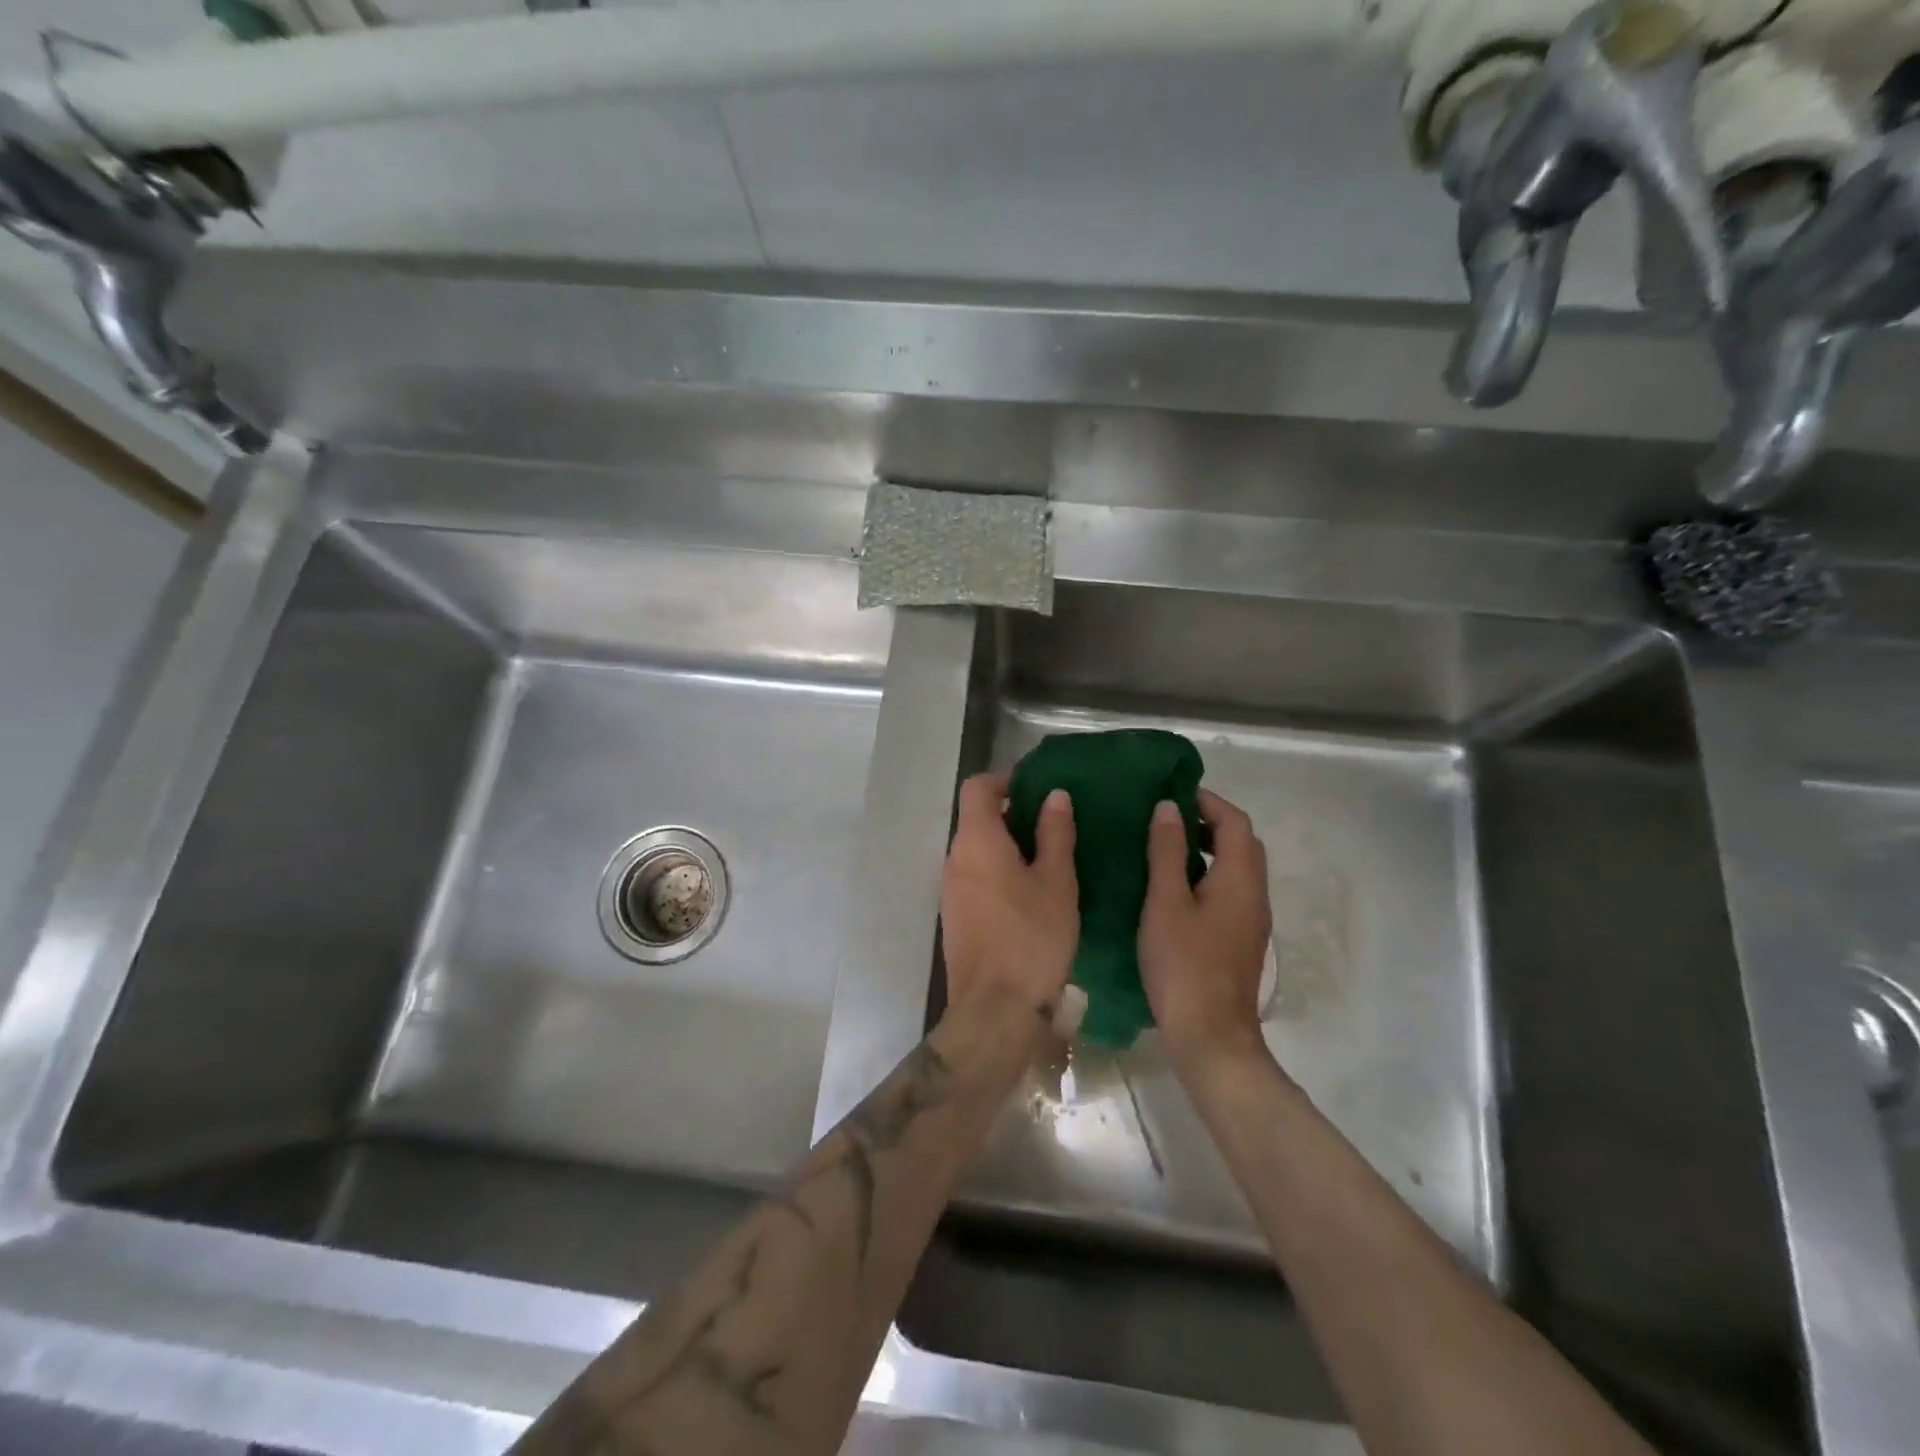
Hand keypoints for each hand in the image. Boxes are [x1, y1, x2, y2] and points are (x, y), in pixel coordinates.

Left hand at [939, 772, 1077, 1028]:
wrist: (996, 1009)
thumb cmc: (1032, 937)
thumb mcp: (1056, 881)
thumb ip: (1055, 834)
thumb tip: (1054, 796)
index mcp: (976, 841)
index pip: (977, 788)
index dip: (1005, 779)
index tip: (1036, 787)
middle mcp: (955, 859)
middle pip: (976, 818)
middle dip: (1012, 814)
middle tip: (1053, 824)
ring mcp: (951, 890)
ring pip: (977, 851)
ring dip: (1007, 845)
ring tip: (1048, 858)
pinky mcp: (955, 917)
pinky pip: (975, 878)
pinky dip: (999, 872)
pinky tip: (1031, 893)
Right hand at [1139, 789, 1273, 1071]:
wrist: (1211, 1035)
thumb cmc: (1183, 963)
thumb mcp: (1165, 901)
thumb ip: (1168, 852)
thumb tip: (1169, 808)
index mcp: (1241, 878)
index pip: (1235, 822)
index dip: (1207, 802)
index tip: (1172, 794)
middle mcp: (1255, 894)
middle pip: (1242, 843)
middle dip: (1209, 823)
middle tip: (1167, 819)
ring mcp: (1252, 921)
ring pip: (1237, 869)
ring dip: (1208, 850)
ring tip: (1165, 848)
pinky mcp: (1241, 941)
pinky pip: (1230, 892)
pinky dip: (1208, 876)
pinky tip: (1175, 890)